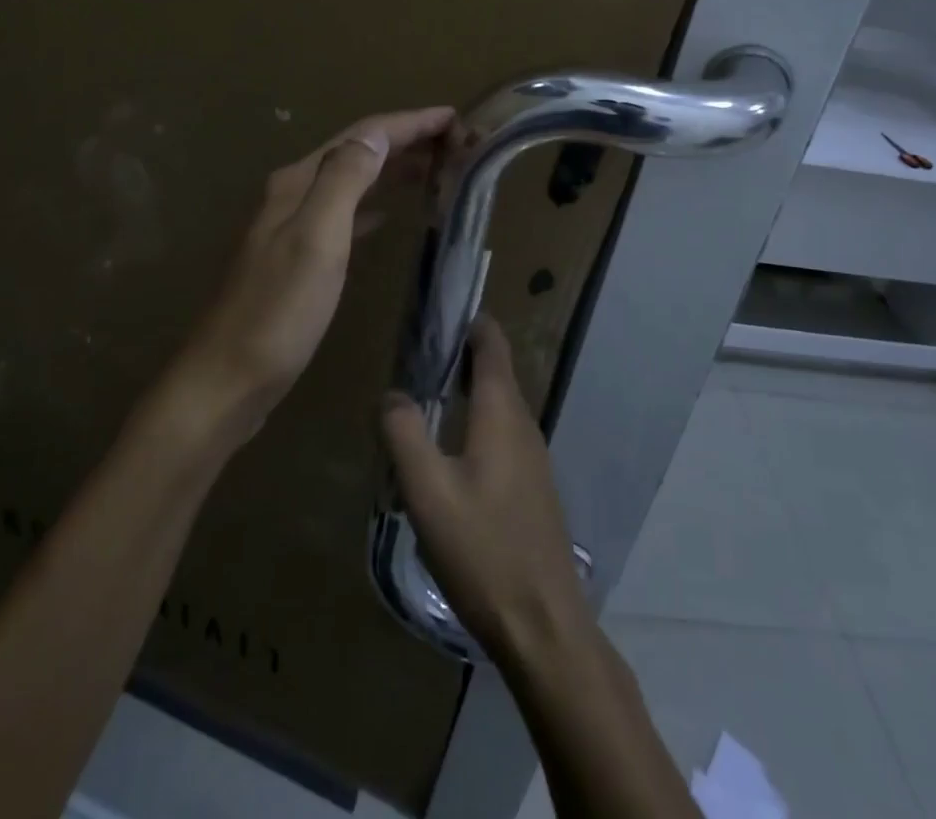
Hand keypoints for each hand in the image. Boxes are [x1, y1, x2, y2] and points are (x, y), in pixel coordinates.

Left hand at [172, 106, 456, 444]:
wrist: (229, 379)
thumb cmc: (278, 312)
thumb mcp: (316, 239)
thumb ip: (343, 181)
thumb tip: (376, 135)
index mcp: (300, 183)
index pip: (363, 136)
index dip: (410, 123)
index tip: (456, 118)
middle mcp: (296, 195)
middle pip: (358, 153)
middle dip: (406, 141)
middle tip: (457, 142)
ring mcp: (296, 227)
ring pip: (354, 183)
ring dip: (394, 170)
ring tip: (437, 169)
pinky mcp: (301, 258)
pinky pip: (348, 216)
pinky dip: (375, 206)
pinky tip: (391, 215)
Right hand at [381, 318, 595, 665]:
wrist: (543, 625)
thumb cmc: (483, 550)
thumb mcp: (428, 491)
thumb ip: (404, 433)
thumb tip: (392, 394)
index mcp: (501, 412)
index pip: (491, 343)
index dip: (468, 320)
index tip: (435, 309)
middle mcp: (522, 424)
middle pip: (494, 370)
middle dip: (459, 353)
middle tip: (415, 351)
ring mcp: (532, 457)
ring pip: (497, 404)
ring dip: (465, 389)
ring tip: (423, 394)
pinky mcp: (531, 486)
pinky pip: (500, 433)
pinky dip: (474, 420)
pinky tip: (448, 449)